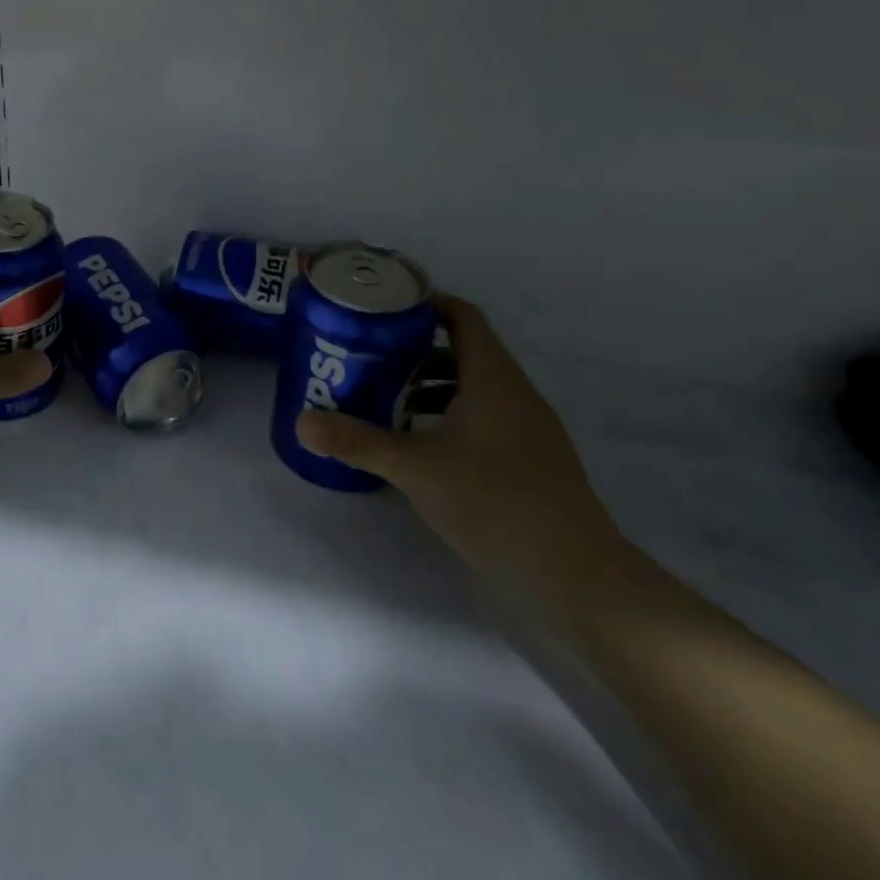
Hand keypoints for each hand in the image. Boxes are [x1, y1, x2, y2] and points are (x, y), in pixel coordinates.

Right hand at [297, 295, 629, 612]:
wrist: (578, 576)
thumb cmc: (495, 502)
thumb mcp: (415, 469)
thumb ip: (358, 442)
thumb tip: (301, 423)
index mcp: (493, 379)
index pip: (462, 317)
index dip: (426, 303)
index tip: (384, 308)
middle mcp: (515, 394)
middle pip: (463, 351)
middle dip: (414, 351)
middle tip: (368, 357)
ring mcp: (528, 429)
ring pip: (473, 388)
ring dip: (430, 387)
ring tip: (385, 402)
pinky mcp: (531, 461)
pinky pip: (484, 418)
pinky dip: (449, 417)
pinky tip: (421, 446)